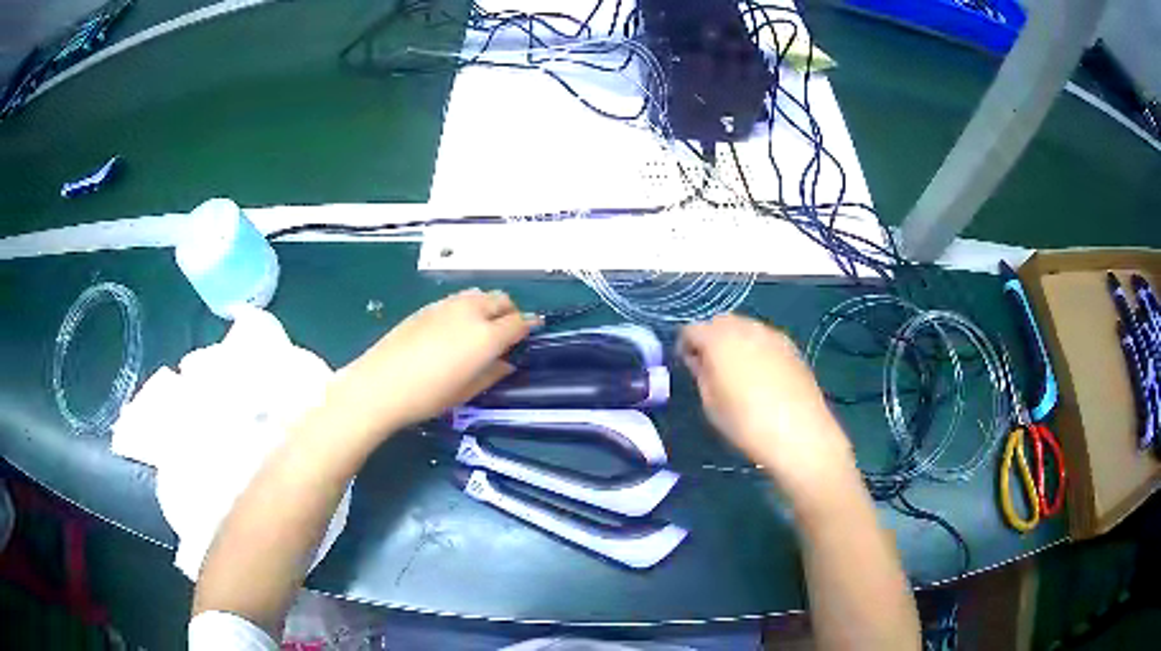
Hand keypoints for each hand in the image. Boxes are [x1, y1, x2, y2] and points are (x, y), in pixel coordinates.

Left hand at [327, 289, 537, 439]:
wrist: (379, 385)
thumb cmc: (426, 396)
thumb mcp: (466, 392)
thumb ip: (492, 373)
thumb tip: (506, 362)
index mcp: (486, 336)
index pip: (520, 322)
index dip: (528, 329)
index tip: (528, 337)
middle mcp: (471, 312)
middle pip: (502, 300)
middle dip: (510, 313)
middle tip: (505, 334)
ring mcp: (447, 305)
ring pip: (479, 295)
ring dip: (488, 307)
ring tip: (479, 331)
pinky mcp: (427, 307)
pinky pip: (458, 300)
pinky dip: (466, 309)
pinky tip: (453, 331)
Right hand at [679, 314, 856, 493]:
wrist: (798, 433)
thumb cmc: (745, 423)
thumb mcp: (711, 404)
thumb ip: (701, 374)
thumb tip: (698, 360)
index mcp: (719, 340)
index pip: (692, 329)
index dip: (686, 345)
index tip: (688, 365)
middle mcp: (745, 328)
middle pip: (720, 321)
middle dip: (711, 337)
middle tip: (710, 365)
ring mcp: (771, 334)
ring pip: (744, 326)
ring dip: (734, 340)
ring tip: (737, 370)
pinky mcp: (791, 346)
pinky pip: (764, 338)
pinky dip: (756, 347)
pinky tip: (761, 374)